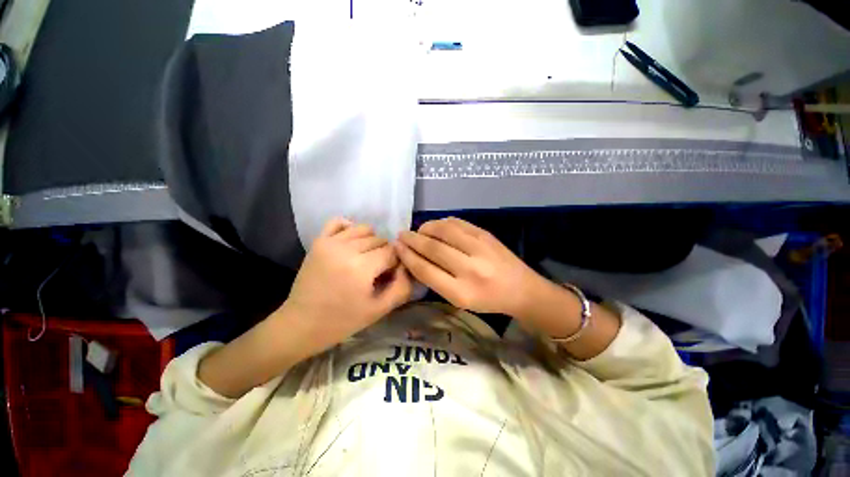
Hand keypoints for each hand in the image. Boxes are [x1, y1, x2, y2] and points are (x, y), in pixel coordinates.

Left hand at [281, 218, 412, 355]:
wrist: (301, 324)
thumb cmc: (343, 321)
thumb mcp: (379, 310)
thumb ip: (401, 287)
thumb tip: (407, 266)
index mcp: (361, 268)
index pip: (392, 251)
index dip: (395, 263)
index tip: (389, 275)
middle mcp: (346, 249)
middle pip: (380, 240)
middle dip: (384, 254)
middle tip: (376, 271)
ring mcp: (330, 242)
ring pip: (364, 229)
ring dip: (370, 241)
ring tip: (365, 258)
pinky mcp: (318, 241)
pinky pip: (339, 222)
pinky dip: (350, 228)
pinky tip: (351, 243)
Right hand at [396, 217, 544, 316]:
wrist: (521, 289)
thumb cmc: (487, 300)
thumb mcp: (458, 300)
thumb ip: (435, 280)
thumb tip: (414, 257)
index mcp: (461, 292)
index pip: (425, 269)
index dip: (407, 256)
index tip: (397, 248)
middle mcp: (470, 268)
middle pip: (432, 248)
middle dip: (412, 239)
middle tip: (401, 235)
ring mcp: (479, 248)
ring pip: (443, 230)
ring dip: (425, 228)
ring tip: (419, 231)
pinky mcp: (485, 234)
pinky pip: (457, 223)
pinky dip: (441, 223)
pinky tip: (436, 227)